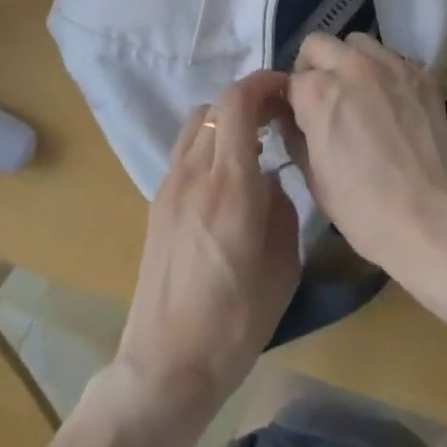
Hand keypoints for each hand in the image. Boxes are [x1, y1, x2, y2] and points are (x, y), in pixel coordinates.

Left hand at [113, 70, 299, 419]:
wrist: (167, 363)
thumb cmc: (235, 321)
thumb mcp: (283, 267)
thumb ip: (281, 208)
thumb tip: (269, 182)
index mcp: (229, 183)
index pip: (238, 102)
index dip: (263, 83)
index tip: (288, 89)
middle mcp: (194, 171)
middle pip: (217, 105)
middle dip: (249, 100)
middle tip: (277, 119)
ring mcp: (170, 184)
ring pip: (198, 123)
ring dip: (226, 120)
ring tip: (253, 146)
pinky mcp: (158, 201)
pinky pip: (186, 150)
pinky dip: (209, 144)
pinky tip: (226, 178)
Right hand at [287, 32, 446, 273]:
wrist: (435, 221)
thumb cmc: (366, 210)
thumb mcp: (315, 180)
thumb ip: (295, 137)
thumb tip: (290, 118)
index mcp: (318, 92)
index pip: (292, 80)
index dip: (294, 102)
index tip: (301, 119)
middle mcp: (351, 66)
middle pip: (318, 45)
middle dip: (314, 68)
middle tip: (324, 99)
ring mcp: (390, 66)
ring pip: (357, 43)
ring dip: (349, 61)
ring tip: (359, 93)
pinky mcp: (421, 75)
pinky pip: (392, 58)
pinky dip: (383, 72)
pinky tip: (390, 102)